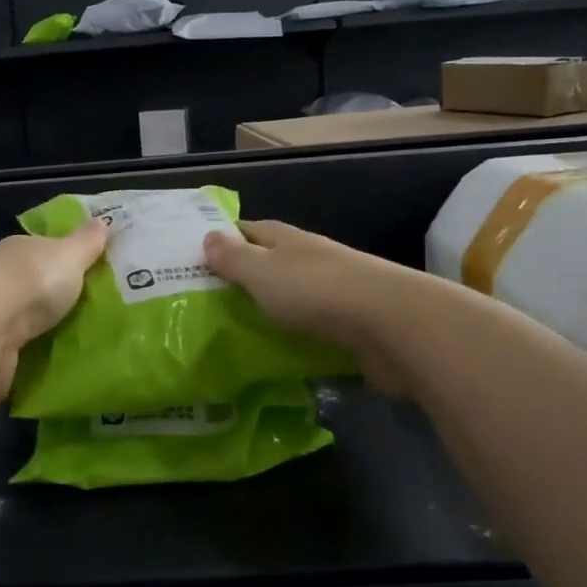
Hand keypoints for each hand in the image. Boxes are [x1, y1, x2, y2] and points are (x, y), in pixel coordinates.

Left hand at [0, 219, 107, 403]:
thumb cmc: (34, 279)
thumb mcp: (70, 254)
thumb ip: (86, 242)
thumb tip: (102, 221)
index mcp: (17, 250)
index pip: (39, 250)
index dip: (59, 258)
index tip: (81, 272)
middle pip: (29, 285)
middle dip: (50, 297)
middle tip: (84, 311)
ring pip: (19, 318)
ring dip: (38, 328)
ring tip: (72, 340)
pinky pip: (14, 348)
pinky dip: (28, 353)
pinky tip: (48, 361)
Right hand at [204, 219, 411, 394]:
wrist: (391, 326)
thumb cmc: (316, 291)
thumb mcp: (263, 272)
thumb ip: (234, 258)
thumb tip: (208, 236)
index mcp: (287, 240)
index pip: (248, 230)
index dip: (223, 240)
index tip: (195, 258)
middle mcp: (310, 260)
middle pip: (270, 264)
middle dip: (243, 279)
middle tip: (205, 304)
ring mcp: (333, 293)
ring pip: (291, 298)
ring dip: (269, 311)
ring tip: (233, 334)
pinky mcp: (349, 327)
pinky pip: (311, 329)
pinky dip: (294, 339)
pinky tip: (275, 356)